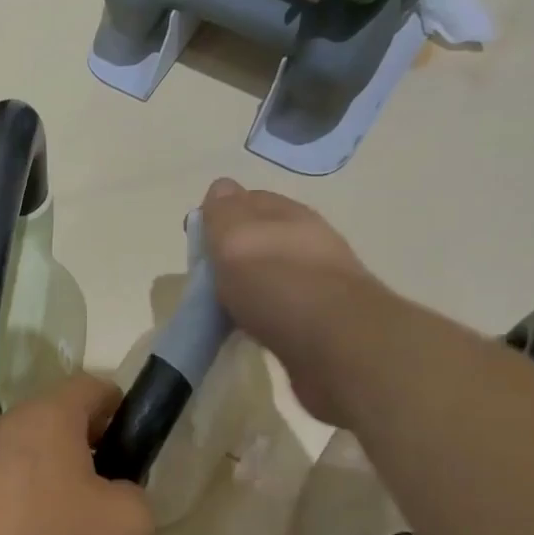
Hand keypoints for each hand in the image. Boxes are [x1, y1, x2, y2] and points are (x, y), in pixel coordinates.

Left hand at [0, 374, 156, 534]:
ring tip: (77, 529)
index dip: (123, 412)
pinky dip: (32, 503)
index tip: (135, 452)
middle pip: (63, 421)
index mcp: (50, 413)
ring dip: (62, 480)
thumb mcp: (130, 522)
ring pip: (37, 455)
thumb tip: (115, 492)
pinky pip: (12, 484)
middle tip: (112, 497)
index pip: (95, 387)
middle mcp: (10, 423)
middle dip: (94, 450)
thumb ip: (137, 494)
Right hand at [200, 178, 379, 424]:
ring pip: (273, 276)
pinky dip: (262, 317)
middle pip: (263, 240)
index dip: (221, 215)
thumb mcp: (236, 237)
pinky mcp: (322, 325)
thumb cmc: (278, 283)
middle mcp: (309, 244)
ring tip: (224, 308)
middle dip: (235, 253)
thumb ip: (224, 212)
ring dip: (250, 286)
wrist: (337, 346)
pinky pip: (281, 312)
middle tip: (206, 278)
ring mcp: (319, 286)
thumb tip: (222, 188)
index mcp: (290, 216)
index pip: (250, 201)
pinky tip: (250, 330)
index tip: (196, 241)